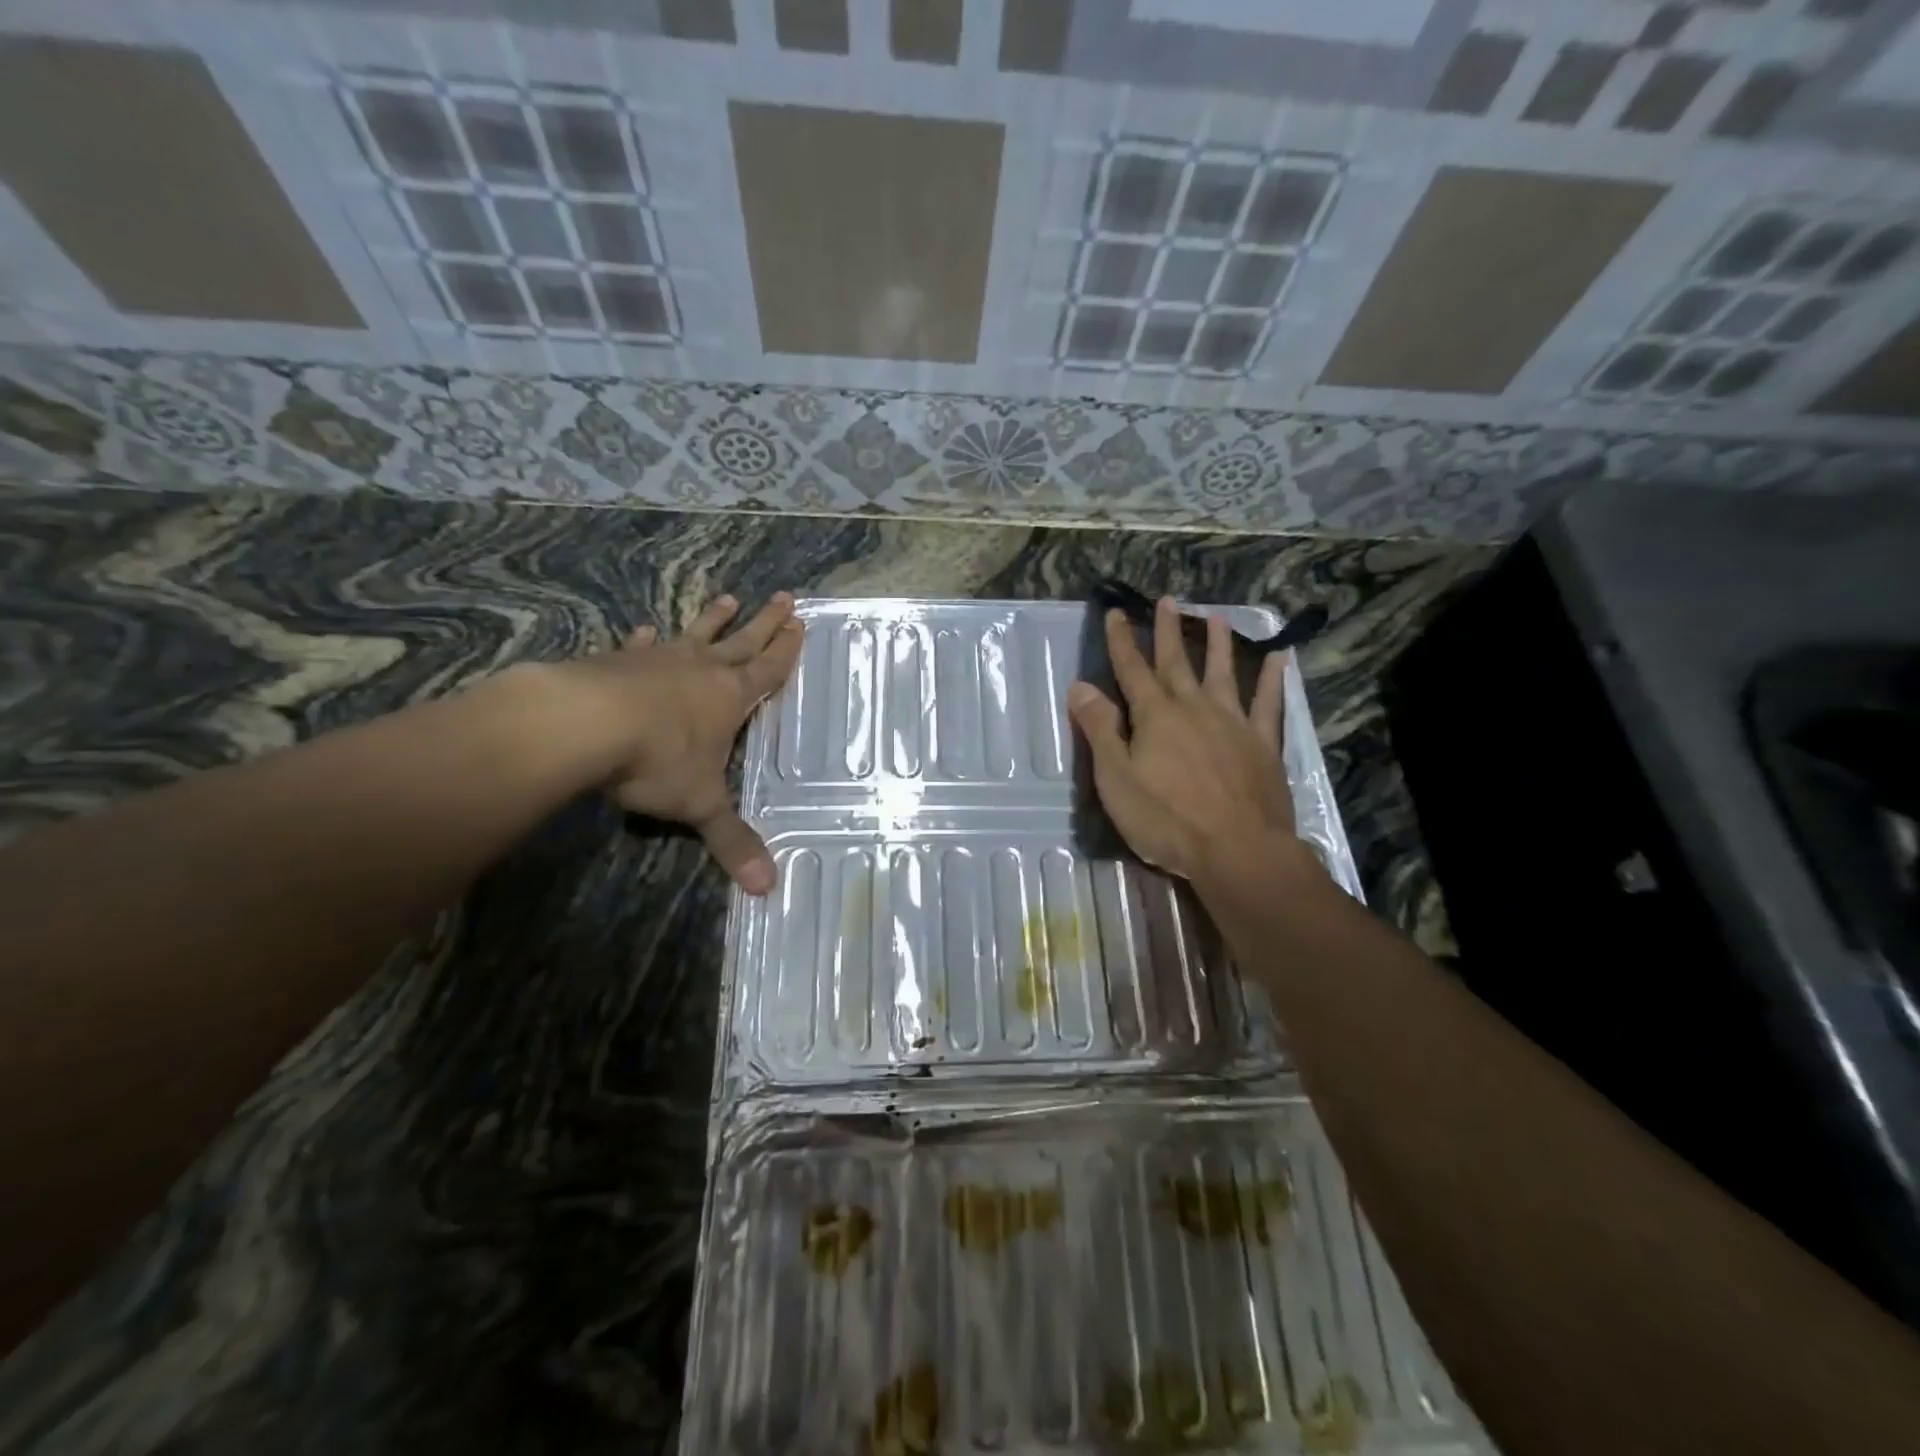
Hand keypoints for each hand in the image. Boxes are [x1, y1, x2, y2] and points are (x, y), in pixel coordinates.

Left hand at [548, 592, 803, 892]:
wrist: (583, 723)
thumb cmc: (656, 760)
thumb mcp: (700, 804)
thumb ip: (732, 842)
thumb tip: (768, 890)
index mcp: (730, 697)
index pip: (768, 669)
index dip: (786, 650)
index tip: (801, 623)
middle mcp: (701, 670)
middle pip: (743, 641)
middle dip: (765, 622)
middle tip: (785, 596)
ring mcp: (659, 661)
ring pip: (696, 634)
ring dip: (714, 619)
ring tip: (729, 598)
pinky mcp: (618, 661)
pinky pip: (641, 646)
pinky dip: (648, 639)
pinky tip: (648, 630)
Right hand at [1068, 596, 1305, 884]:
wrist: (1238, 850)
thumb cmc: (1166, 819)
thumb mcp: (1116, 779)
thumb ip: (1099, 730)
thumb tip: (1080, 686)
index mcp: (1154, 716)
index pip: (1131, 670)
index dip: (1121, 641)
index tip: (1116, 613)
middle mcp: (1193, 708)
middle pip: (1176, 662)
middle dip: (1168, 631)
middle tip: (1168, 600)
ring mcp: (1233, 723)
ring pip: (1223, 673)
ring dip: (1218, 644)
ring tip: (1217, 617)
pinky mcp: (1262, 744)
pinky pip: (1269, 704)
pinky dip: (1273, 680)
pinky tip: (1280, 659)